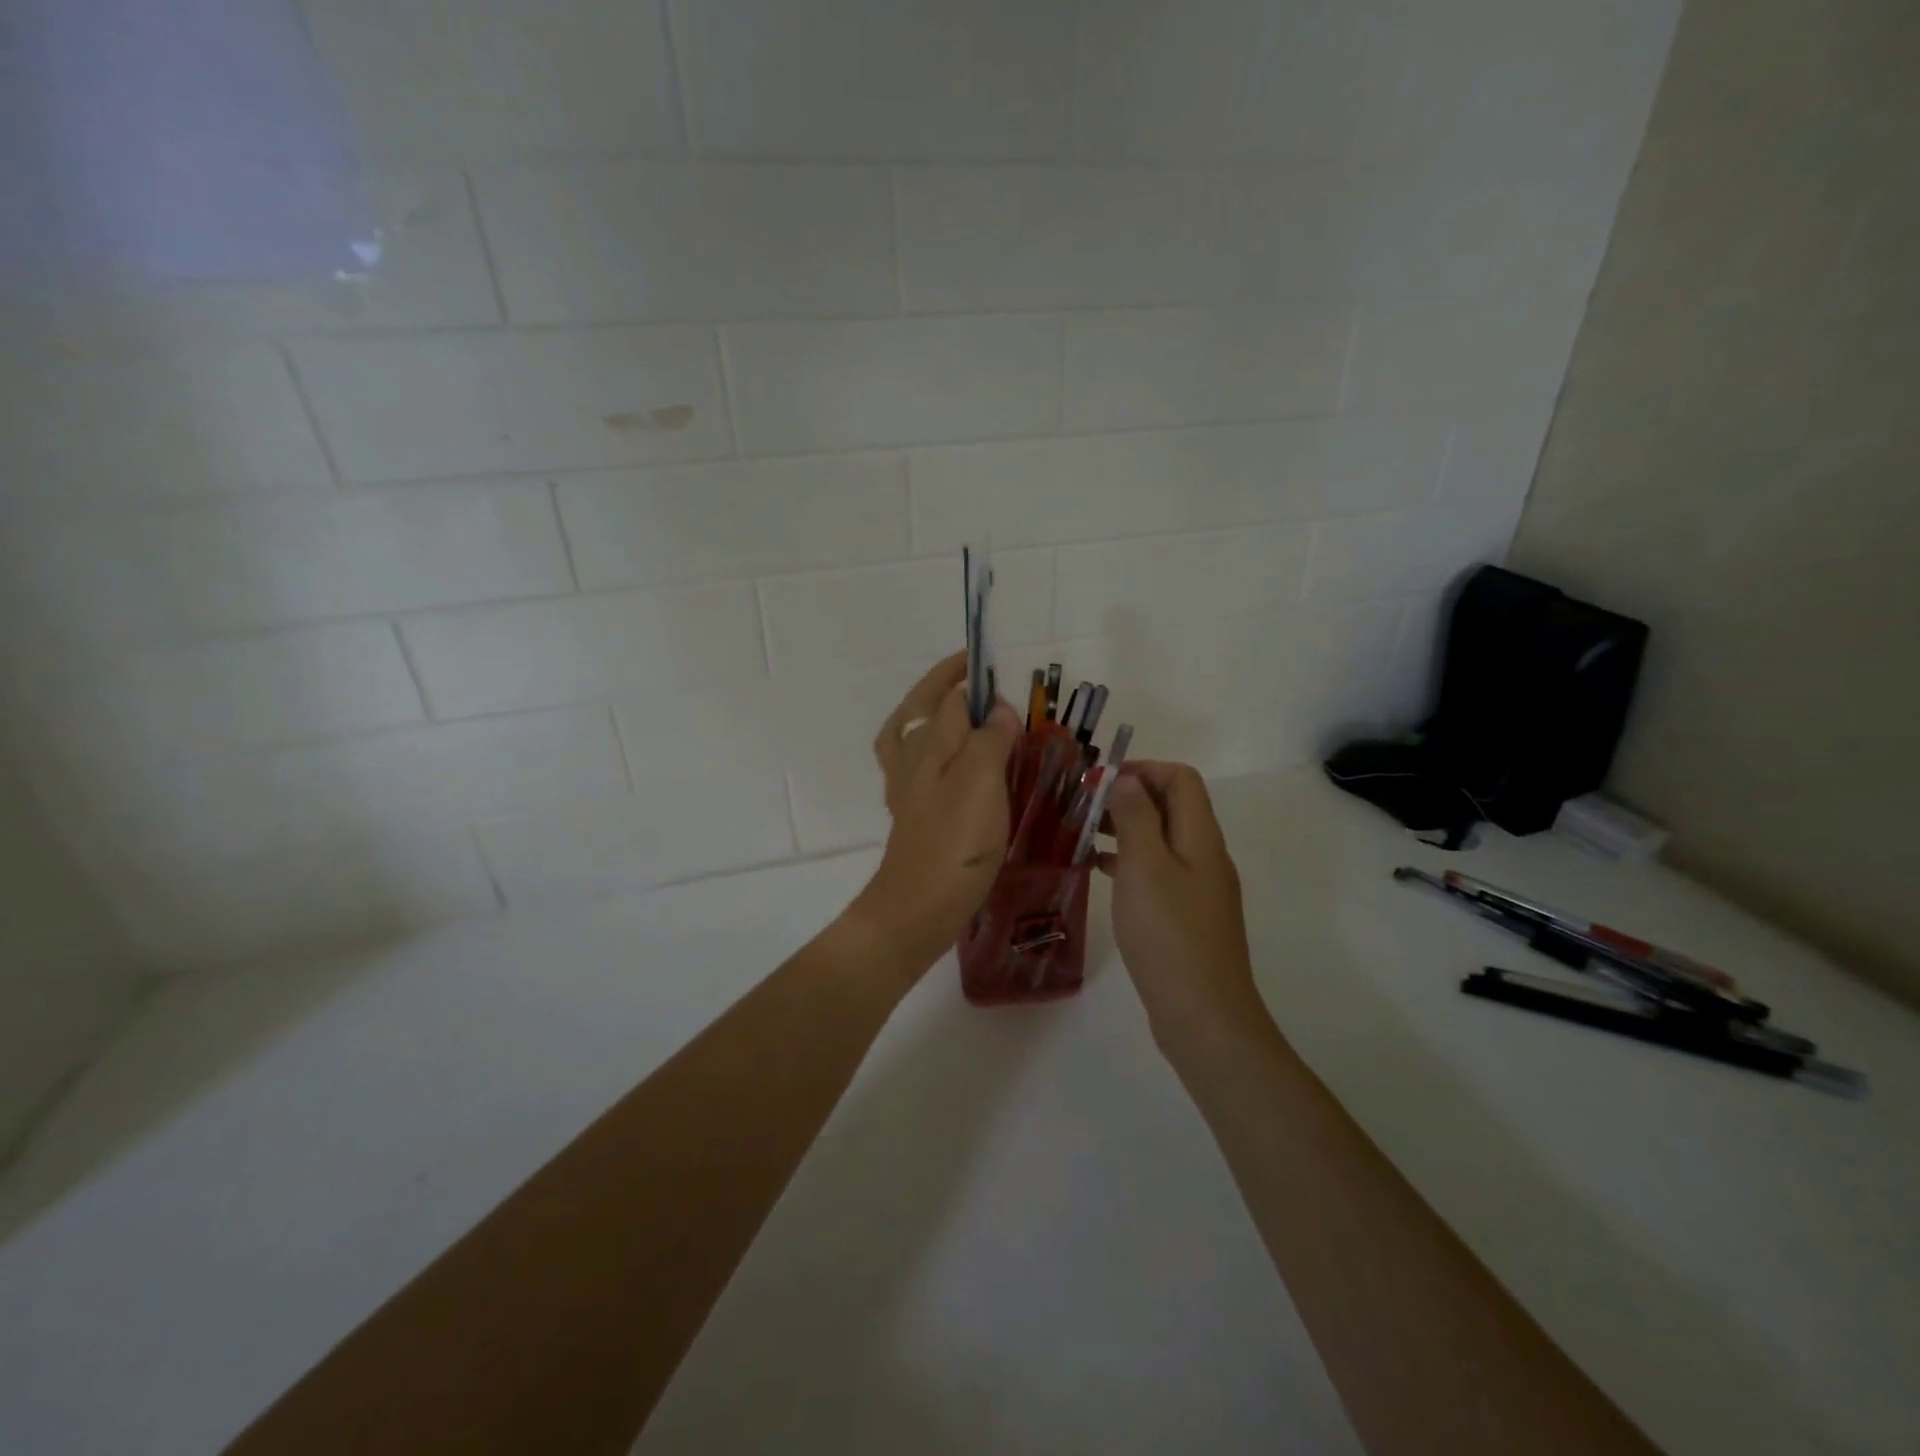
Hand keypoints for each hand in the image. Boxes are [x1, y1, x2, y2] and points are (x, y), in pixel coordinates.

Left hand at [846, 652, 1020, 979]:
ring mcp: (906, 785)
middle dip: (946, 683)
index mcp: (927, 743)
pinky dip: (928, 749)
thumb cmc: (954, 842)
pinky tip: (948, 761)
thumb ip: (989, 738)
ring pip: (911, 732)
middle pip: (923, 706)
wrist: (918, 906)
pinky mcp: (912, 811)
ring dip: (930, 711)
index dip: (972, 678)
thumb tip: (997, 708)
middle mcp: (911, 757)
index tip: (1000, 669)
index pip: (949, 694)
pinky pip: (915, 766)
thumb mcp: (980, 782)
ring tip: (957, 705)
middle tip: (975, 672)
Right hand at [1098, 761, 1268, 1054]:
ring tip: (1083, 834)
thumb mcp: (1145, 865)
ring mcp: (1198, 887)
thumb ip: (1136, 816)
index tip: (1099, 781)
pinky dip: (1129, 861)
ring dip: (1125, 828)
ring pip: (1160, 839)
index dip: (1142, 769)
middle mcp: (1204, 854)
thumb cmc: (1169, 933)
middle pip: (1171, 805)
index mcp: (1200, 836)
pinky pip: (1157, 870)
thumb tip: (1126, 779)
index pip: (1180, 778)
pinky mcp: (1186, 914)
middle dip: (1128, 797)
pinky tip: (1100, 871)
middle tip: (1083, 806)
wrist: (1203, 1013)